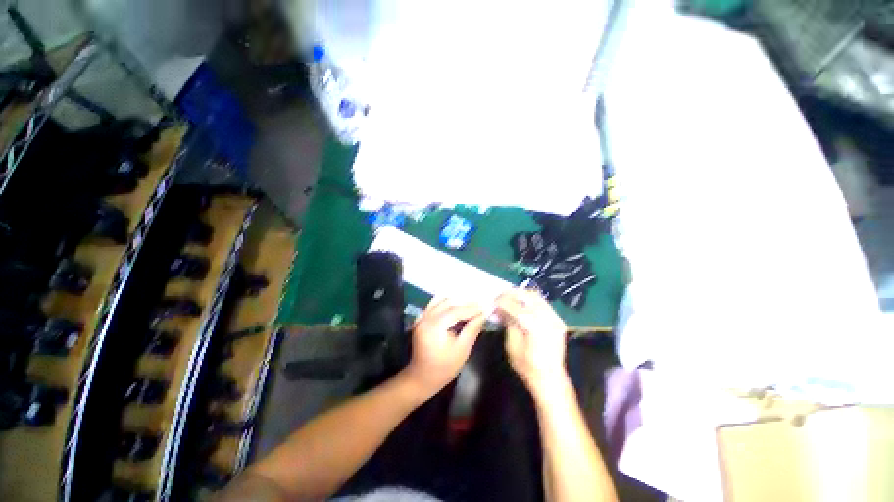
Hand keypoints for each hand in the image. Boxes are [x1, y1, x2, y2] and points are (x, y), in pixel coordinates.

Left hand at [403, 298, 485, 399]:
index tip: (486, 307)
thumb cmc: (444, 368)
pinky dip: (447, 303)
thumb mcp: (462, 350)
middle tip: (481, 306)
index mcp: (434, 326)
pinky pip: (435, 304)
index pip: (455, 311)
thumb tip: (483, 314)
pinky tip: (457, 307)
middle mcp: (426, 317)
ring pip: (441, 300)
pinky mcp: (421, 318)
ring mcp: (421, 317)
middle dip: (465, 303)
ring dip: (456, 301)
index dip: (472, 308)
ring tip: (471, 306)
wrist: (422, 377)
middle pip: (448, 302)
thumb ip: (472, 329)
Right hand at [497, 289, 568, 396]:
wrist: (551, 379)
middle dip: (512, 293)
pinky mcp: (558, 320)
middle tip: (501, 297)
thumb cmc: (527, 366)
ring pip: (537, 296)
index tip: (493, 301)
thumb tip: (500, 308)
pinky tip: (522, 306)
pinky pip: (543, 303)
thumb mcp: (512, 345)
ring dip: (522, 295)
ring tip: (510, 299)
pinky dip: (531, 301)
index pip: (515, 306)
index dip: (502, 301)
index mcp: (534, 326)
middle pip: (528, 295)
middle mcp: (547, 318)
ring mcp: (555, 318)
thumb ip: (508, 323)